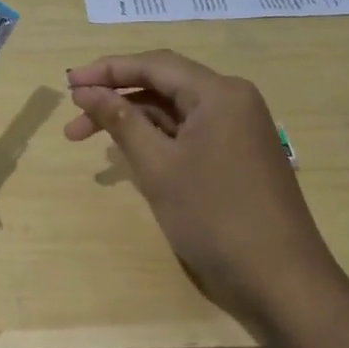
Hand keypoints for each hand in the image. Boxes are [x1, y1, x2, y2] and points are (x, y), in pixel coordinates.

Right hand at [65, 50, 336, 328]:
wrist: (281, 282)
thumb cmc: (214, 217)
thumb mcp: (158, 166)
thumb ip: (120, 120)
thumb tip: (86, 90)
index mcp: (219, 93)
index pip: (154, 65)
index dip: (107, 70)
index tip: (67, 84)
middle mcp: (232, 102)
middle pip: (163, 85)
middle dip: (115, 98)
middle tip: (73, 121)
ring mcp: (238, 130)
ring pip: (174, 112)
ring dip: (133, 121)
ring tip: (89, 140)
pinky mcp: (238, 157)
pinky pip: (189, 134)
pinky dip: (157, 140)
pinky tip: (130, 156)